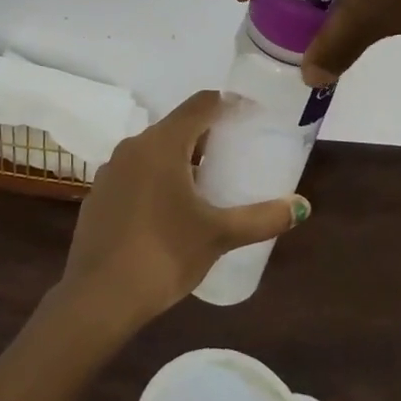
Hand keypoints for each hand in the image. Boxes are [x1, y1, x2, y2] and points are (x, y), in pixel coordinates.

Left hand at [59, 91, 307, 327]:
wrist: (99, 296)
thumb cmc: (163, 255)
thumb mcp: (218, 235)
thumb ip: (261, 218)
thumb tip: (301, 206)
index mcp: (162, 144)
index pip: (200, 105)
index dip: (228, 104)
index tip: (251, 116)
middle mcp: (133, 146)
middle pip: (177, 126)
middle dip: (207, 136)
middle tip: (236, 154)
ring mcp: (112, 170)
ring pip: (154, 151)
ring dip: (181, 158)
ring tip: (208, 183)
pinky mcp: (100, 194)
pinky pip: (136, 173)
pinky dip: (157, 178)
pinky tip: (170, 209)